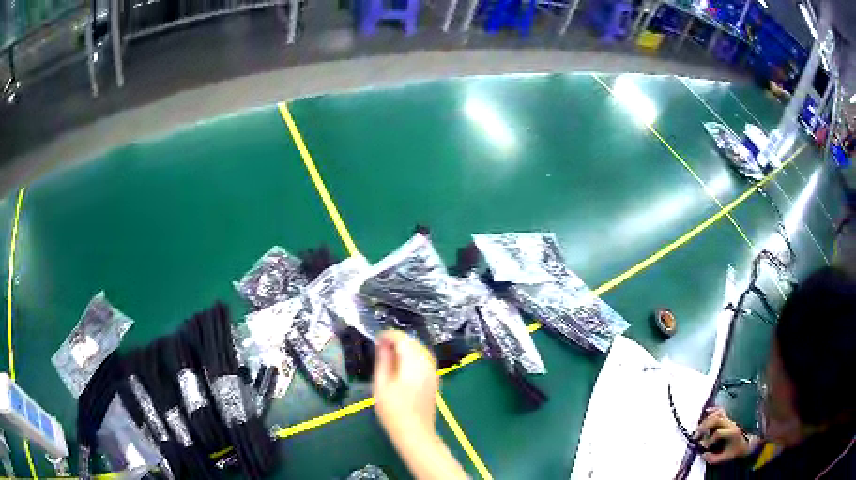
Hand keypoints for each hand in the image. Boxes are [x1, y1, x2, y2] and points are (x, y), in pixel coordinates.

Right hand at [373, 330, 438, 439]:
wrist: (415, 432)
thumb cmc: (394, 411)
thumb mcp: (381, 385)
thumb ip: (383, 361)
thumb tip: (383, 344)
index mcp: (414, 364)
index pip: (403, 339)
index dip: (389, 335)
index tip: (377, 338)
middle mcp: (427, 364)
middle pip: (414, 342)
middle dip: (398, 340)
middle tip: (381, 345)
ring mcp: (433, 372)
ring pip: (421, 350)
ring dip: (407, 347)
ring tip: (390, 353)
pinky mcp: (435, 379)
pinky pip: (425, 359)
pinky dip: (414, 355)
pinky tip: (403, 363)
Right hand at [695, 407, 753, 463]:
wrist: (746, 443)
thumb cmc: (735, 451)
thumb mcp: (726, 458)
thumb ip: (714, 459)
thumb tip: (702, 455)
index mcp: (732, 432)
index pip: (718, 433)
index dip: (709, 440)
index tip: (703, 448)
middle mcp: (730, 424)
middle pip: (717, 420)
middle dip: (705, 427)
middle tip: (696, 436)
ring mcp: (729, 420)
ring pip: (718, 414)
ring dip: (707, 420)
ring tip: (699, 429)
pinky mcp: (727, 419)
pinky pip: (721, 410)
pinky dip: (713, 410)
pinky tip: (707, 411)